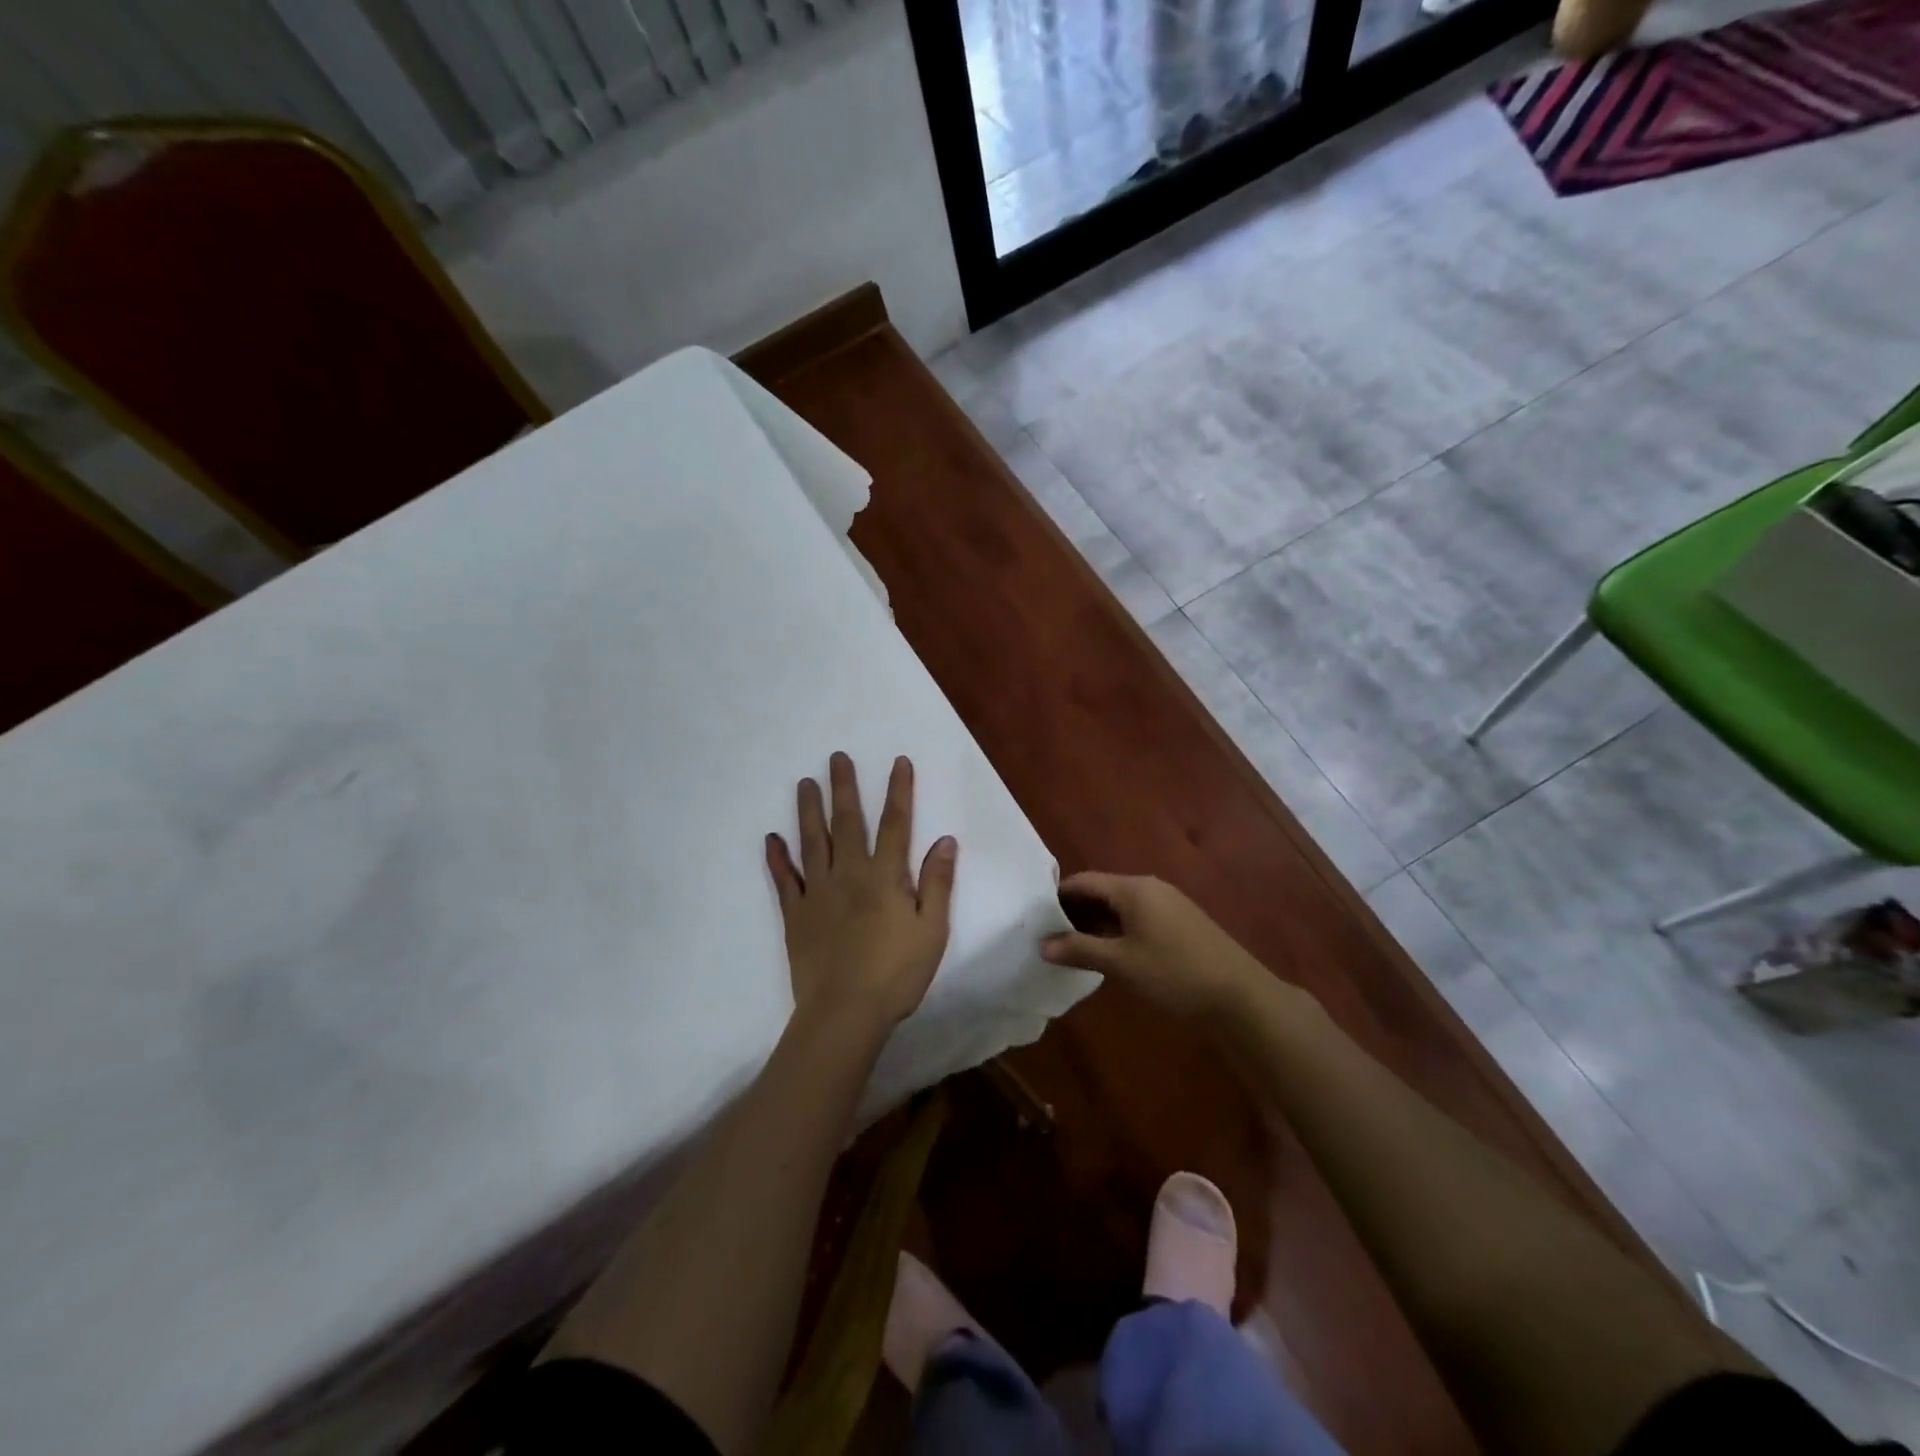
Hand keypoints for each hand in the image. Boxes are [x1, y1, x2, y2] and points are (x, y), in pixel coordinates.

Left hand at [766, 752, 957, 1038]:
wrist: (844, 1012)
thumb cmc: (896, 973)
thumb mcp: (932, 930)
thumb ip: (937, 883)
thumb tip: (945, 840)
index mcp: (885, 877)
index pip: (896, 824)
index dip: (898, 791)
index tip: (897, 762)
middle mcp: (849, 874)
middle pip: (848, 822)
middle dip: (844, 787)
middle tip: (836, 757)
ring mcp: (817, 892)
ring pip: (812, 841)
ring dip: (809, 810)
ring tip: (805, 783)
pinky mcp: (795, 914)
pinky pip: (784, 880)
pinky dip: (777, 858)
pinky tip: (771, 839)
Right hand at [1041, 872, 1265, 1018]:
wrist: (1239, 995)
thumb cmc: (1174, 972)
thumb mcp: (1121, 963)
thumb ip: (1080, 950)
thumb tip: (1043, 944)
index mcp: (1133, 888)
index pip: (1084, 881)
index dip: (1057, 896)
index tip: (1034, 916)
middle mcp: (1150, 887)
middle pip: (1102, 891)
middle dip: (1075, 911)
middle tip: (1048, 935)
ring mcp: (1168, 904)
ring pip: (1120, 906)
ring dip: (1096, 923)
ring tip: (1071, 947)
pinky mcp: (1180, 922)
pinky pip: (1137, 917)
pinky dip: (1117, 929)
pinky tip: (1108, 953)